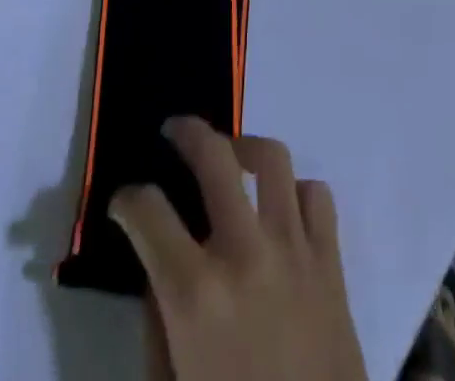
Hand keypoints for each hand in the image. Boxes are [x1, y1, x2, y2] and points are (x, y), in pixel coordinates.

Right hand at [113, 117, 367, 380]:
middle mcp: (244, 253)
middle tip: (174, 130)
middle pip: (214, 157)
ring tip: (232, 154)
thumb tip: (156, 269)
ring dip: (245, 146)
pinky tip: (281, 206)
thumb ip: (158, 324)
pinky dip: (296, 190)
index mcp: (195, 294)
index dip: (127, 200)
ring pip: (272, 157)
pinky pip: (315, 194)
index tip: (123, 201)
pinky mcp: (330, 258)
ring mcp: (293, 248)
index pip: (148, 213)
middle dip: (187, 133)